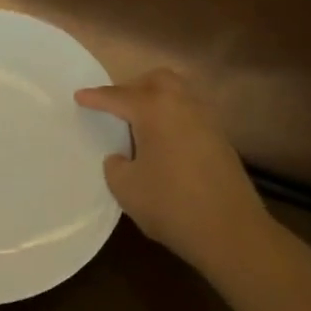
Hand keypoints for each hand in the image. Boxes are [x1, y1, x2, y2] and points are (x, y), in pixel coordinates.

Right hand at [75, 68, 272, 275]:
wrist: (231, 230)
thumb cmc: (171, 205)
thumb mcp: (126, 188)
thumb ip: (116, 166)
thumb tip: (122, 157)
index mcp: (155, 109)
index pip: (119, 96)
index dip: (96, 98)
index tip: (79, 96)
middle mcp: (182, 105)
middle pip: (157, 80)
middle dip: (134, 86)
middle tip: (116, 105)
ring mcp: (206, 120)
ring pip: (178, 94)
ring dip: (157, 100)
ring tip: (139, 123)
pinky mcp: (220, 139)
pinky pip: (190, 114)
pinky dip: (172, 117)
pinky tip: (163, 142)